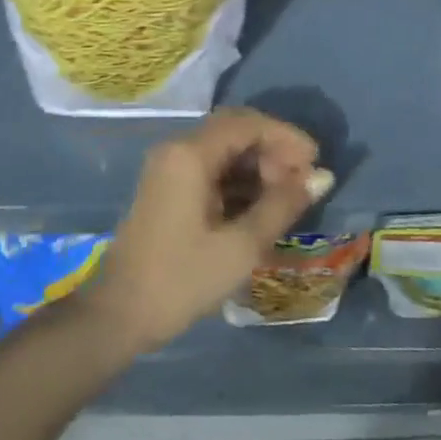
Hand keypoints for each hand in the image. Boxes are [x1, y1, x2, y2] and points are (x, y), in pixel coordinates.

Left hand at [82, 108, 331, 355]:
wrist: (118, 316)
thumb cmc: (181, 280)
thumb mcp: (241, 246)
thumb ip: (282, 205)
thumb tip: (322, 177)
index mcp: (190, 153)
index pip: (247, 123)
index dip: (285, 136)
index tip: (315, 163)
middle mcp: (177, 149)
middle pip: (234, 131)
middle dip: (272, 150)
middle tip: (301, 183)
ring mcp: (169, 167)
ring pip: (223, 149)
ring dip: (257, 165)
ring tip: (285, 198)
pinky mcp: (168, 187)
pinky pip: (211, 168)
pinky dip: (238, 180)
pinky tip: (260, 207)